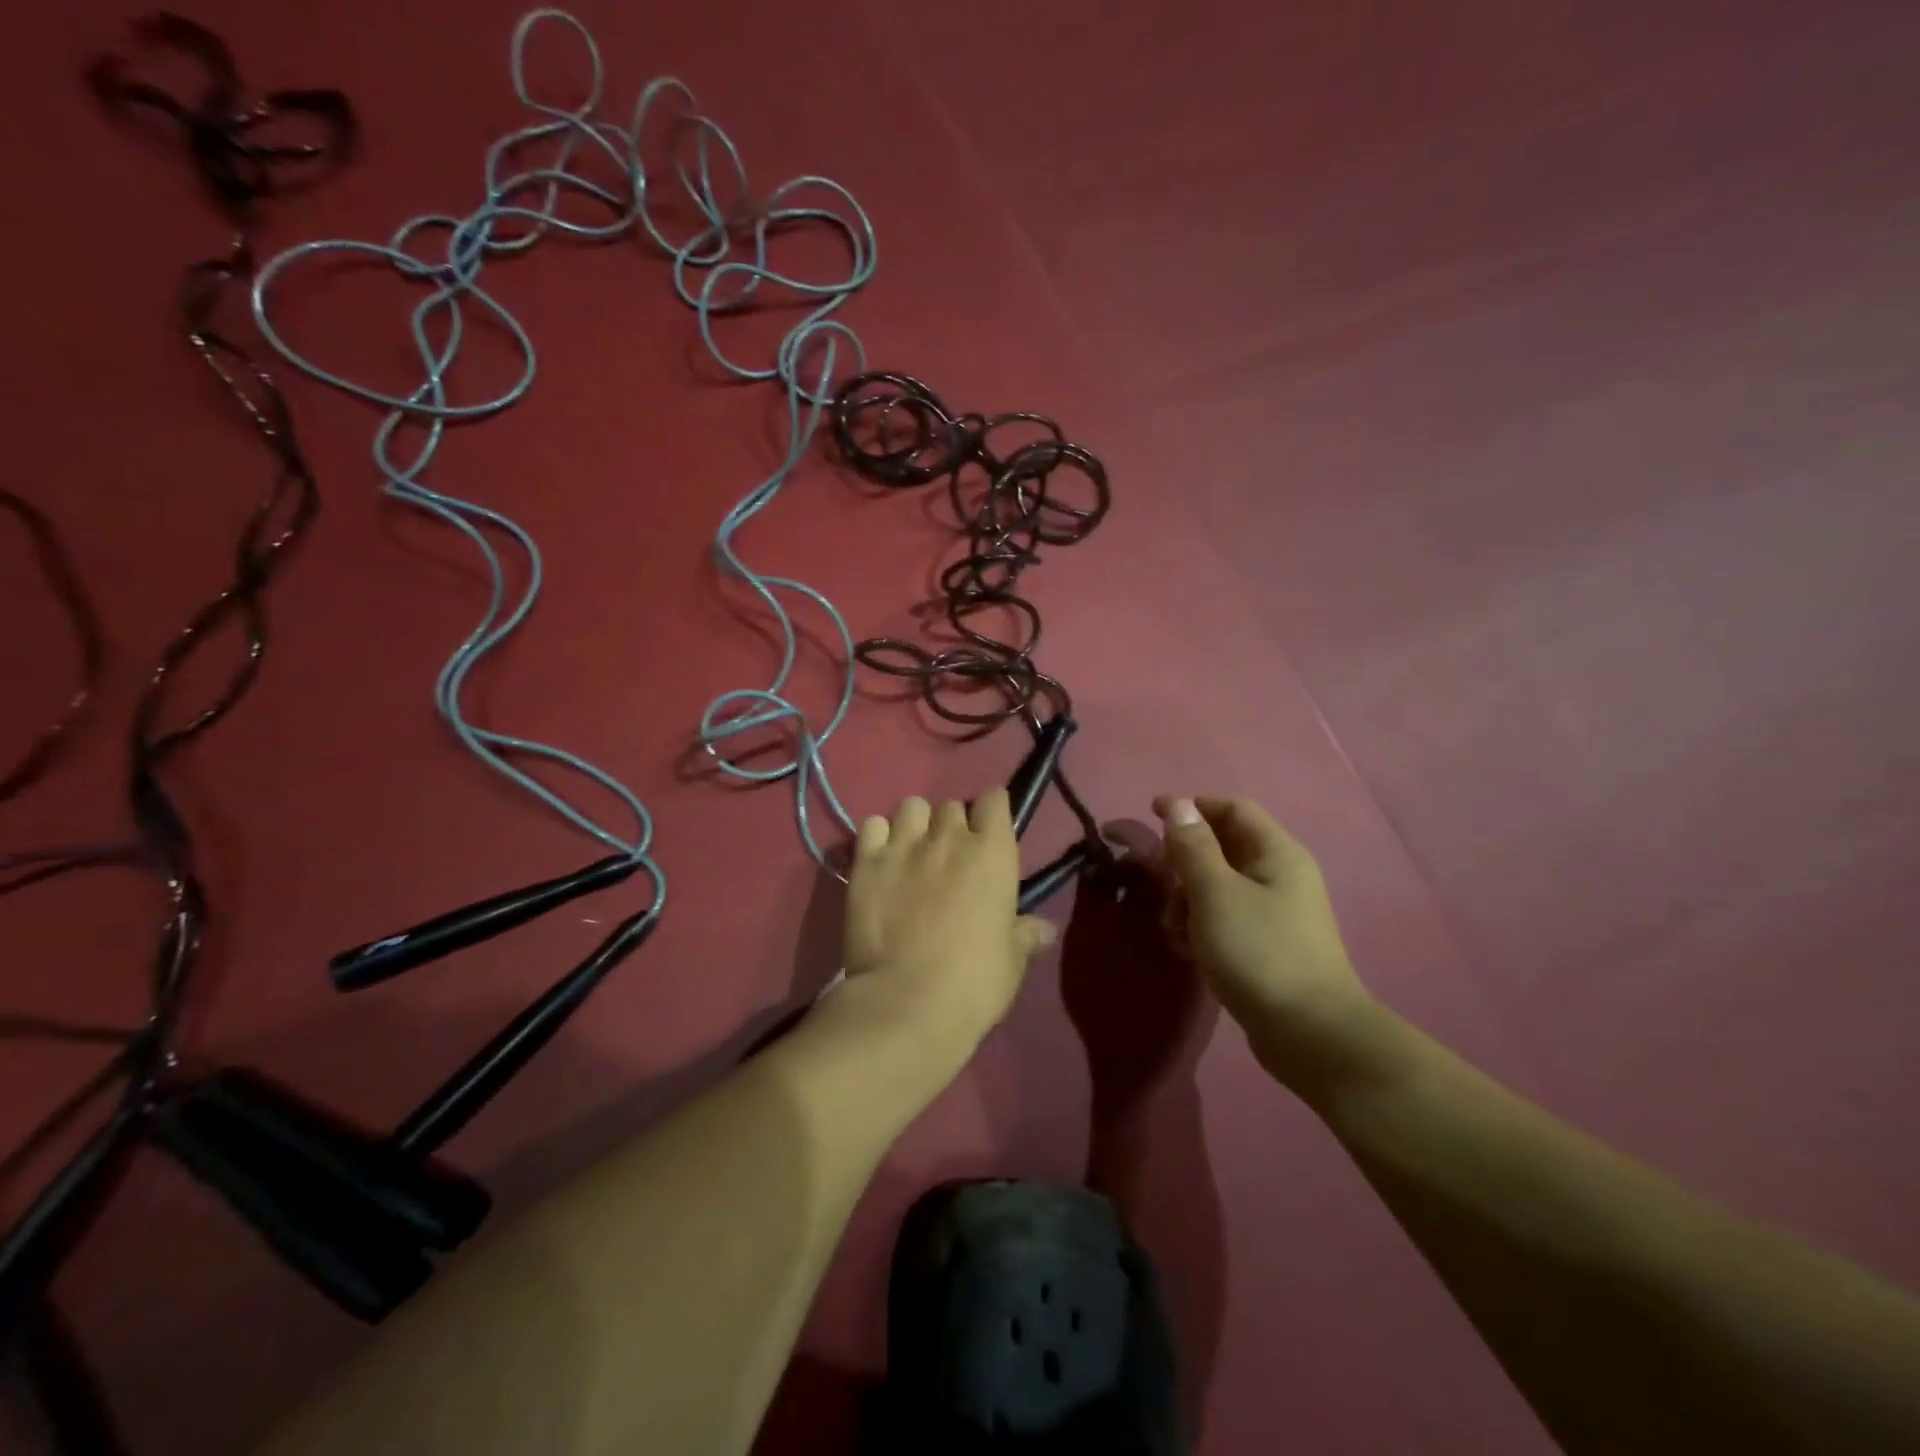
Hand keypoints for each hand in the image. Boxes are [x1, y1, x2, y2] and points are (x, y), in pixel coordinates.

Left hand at [844, 790, 1055, 1043]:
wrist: (906, 1003)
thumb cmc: (973, 983)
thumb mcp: (1011, 962)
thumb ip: (1025, 934)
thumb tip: (1045, 928)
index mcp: (992, 854)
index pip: (995, 799)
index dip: (992, 810)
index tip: (989, 829)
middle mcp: (949, 837)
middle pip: (951, 805)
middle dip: (953, 824)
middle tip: (950, 855)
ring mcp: (904, 846)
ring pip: (911, 806)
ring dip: (916, 823)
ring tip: (913, 851)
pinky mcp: (866, 862)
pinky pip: (871, 825)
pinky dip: (878, 836)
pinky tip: (881, 859)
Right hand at [1151, 796, 1376, 1088]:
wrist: (1308, 1033)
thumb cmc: (1259, 951)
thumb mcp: (1215, 893)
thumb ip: (1193, 846)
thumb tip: (1178, 804)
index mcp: (1276, 853)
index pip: (1232, 809)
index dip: (1192, 806)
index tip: (1152, 813)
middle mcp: (1280, 876)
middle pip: (1222, 848)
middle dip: (1185, 861)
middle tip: (1159, 881)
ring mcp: (1275, 912)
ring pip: (1218, 886)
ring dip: (1187, 899)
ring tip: (1173, 928)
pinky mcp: (1266, 945)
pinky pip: (1225, 918)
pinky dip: (1201, 925)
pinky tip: (1188, 950)